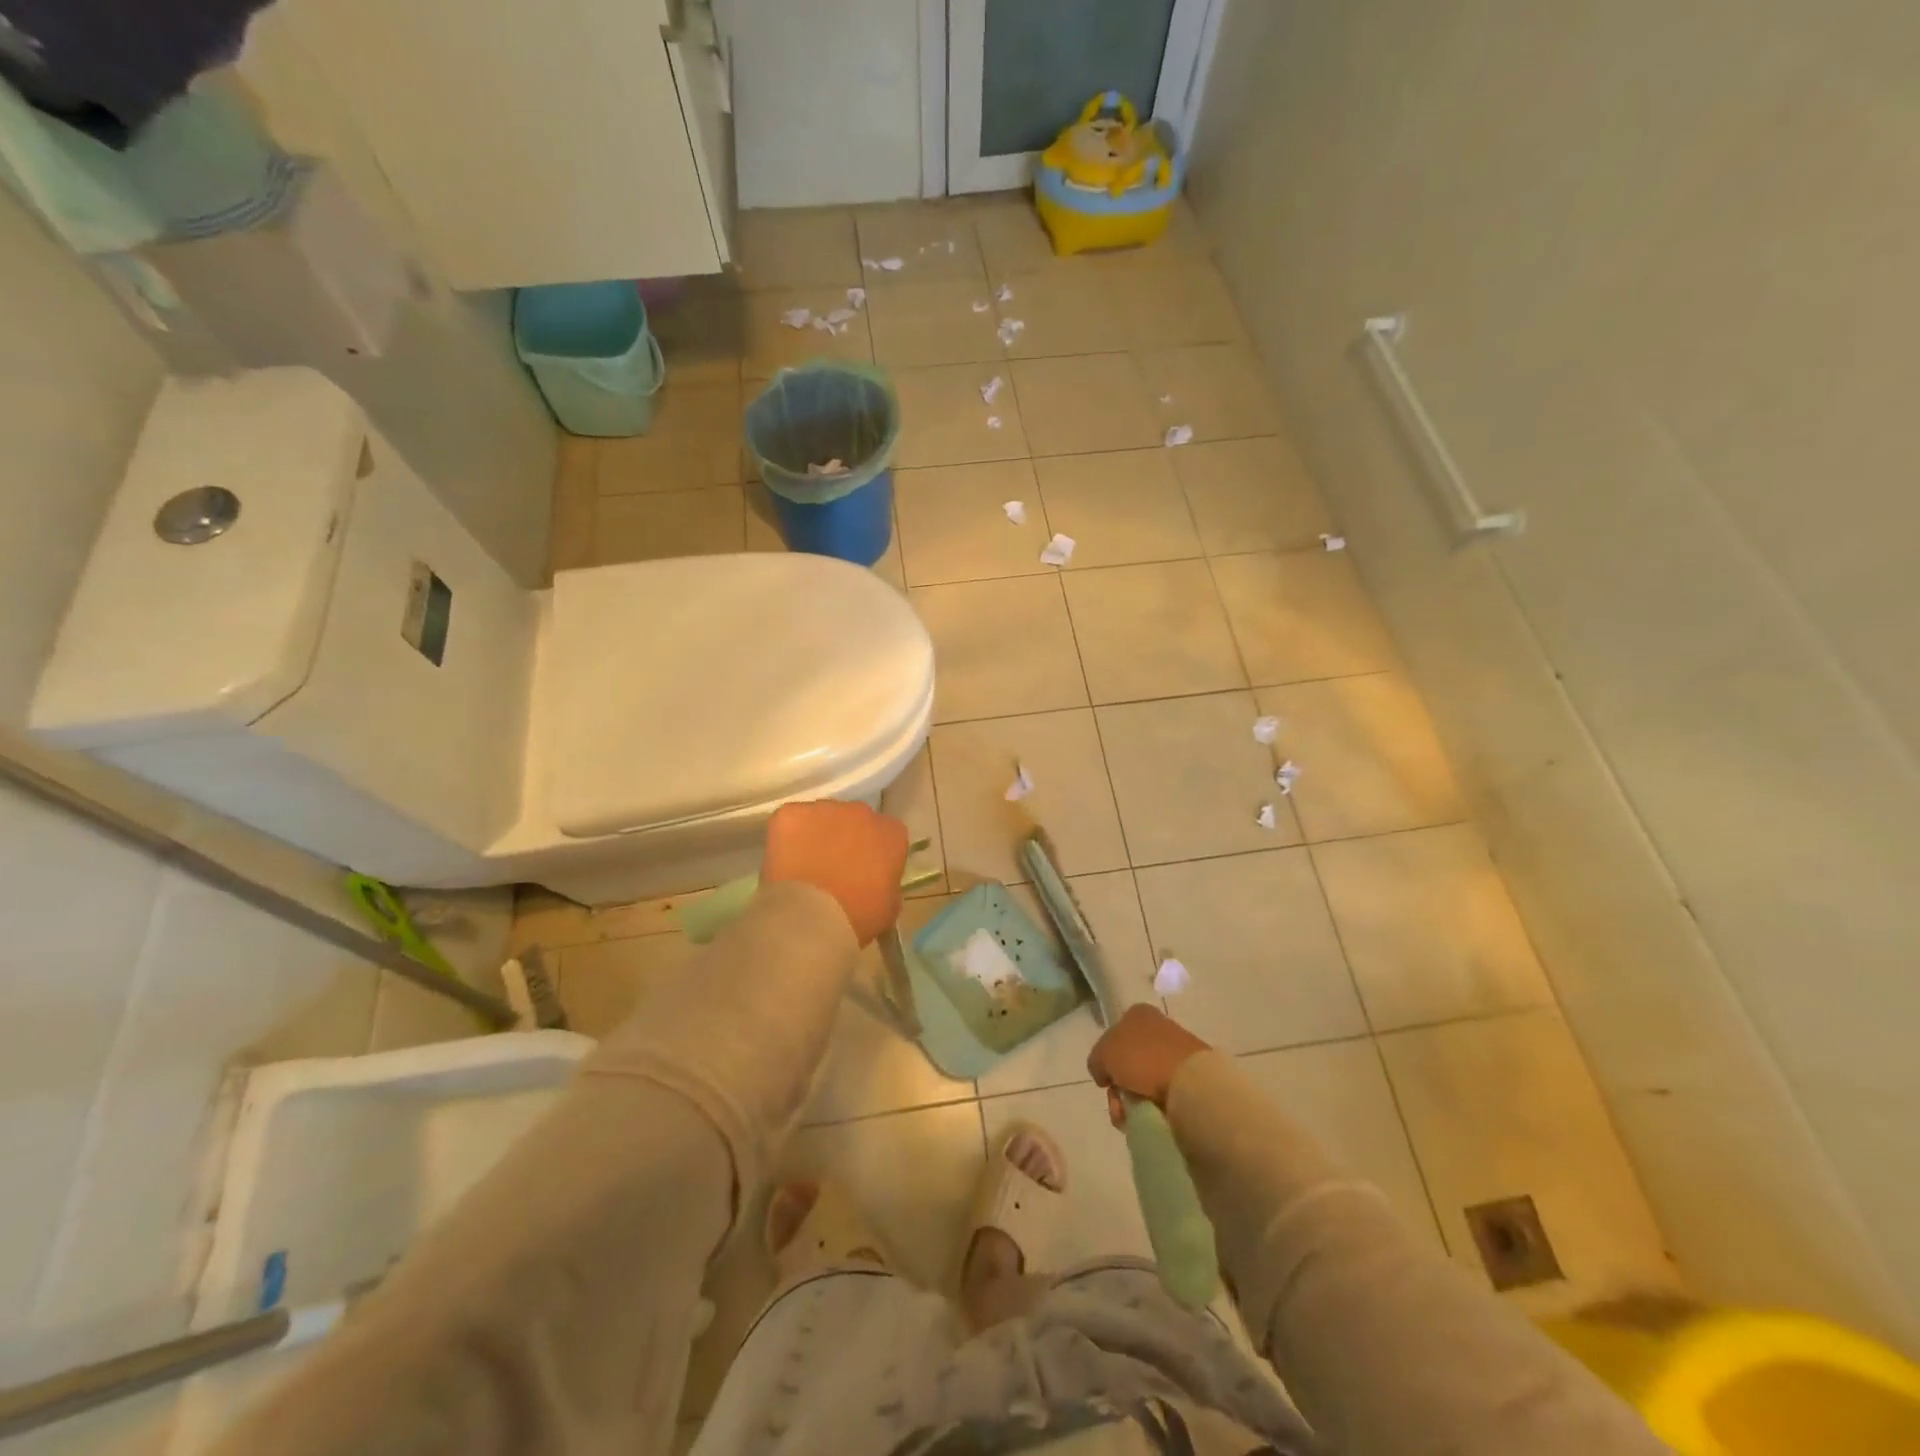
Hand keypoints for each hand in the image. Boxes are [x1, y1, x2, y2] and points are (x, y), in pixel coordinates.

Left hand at [762, 800, 908, 946]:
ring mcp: (824, 809)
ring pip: (820, 817)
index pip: (886, 834)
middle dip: (845, 838)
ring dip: (816, 834)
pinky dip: (786, 836)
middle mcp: (861, 812)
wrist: (812, 917)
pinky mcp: (790, 813)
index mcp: (891, 833)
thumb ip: (887, 883)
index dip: (873, 851)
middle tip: (832, 867)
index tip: (864, 871)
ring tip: (804, 865)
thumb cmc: (858, 917)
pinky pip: (790, 819)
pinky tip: (784, 861)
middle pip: (854, 819)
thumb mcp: (889, 907)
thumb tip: (877, 882)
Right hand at [1088, 1005, 1210, 1126]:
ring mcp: (1177, 1051)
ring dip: (1134, 1100)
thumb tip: (1104, 1074)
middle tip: (1119, 1105)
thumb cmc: (1142, 1058)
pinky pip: (1164, 1092)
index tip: (1106, 1080)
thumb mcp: (1103, 1054)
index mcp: (1138, 1013)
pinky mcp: (1191, 1075)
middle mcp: (1158, 1027)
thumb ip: (1096, 1061)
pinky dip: (1155, 1106)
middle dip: (1119, 1087)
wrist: (1190, 1081)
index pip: (1114, 1035)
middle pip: (1128, 1061)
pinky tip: (1152, 1116)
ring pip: (1144, 1080)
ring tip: (1134, 1117)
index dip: (1106, 1060)